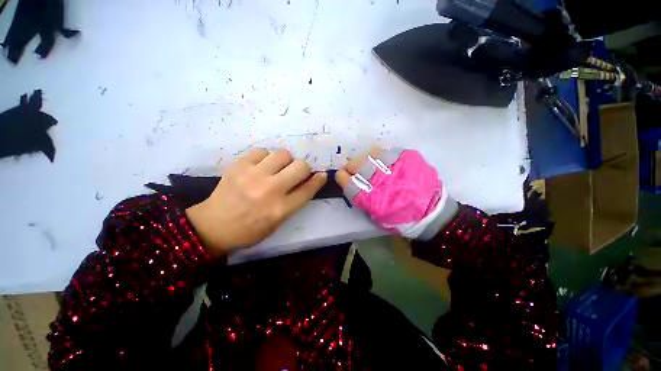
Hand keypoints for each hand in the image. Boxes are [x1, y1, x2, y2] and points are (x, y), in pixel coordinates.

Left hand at [186, 149, 326, 255]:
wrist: (213, 225)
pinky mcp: (239, 165)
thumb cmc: (250, 229)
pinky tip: (260, 167)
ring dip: (285, 161)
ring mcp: (253, 175)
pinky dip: (266, 158)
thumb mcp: (277, 223)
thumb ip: (294, 202)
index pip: (308, 189)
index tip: (321, 175)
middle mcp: (270, 190)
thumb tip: (307, 183)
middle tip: (296, 173)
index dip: (318, 180)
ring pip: (283, 154)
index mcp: (280, 209)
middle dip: (303, 169)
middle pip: (300, 167)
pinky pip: (263, 151)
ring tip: (277, 168)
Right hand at [335, 147, 454, 239]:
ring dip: (365, 157)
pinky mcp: (410, 159)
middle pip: (360, 166)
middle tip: (352, 167)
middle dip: (352, 165)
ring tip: (366, 161)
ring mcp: (397, 168)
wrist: (432, 213)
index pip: (351, 185)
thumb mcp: (378, 217)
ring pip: (373, 155)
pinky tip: (381, 158)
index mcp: (374, 199)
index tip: (340, 175)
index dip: (343, 178)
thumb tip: (353, 185)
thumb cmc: (401, 219)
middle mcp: (383, 182)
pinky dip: (381, 154)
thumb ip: (363, 201)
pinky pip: (389, 151)